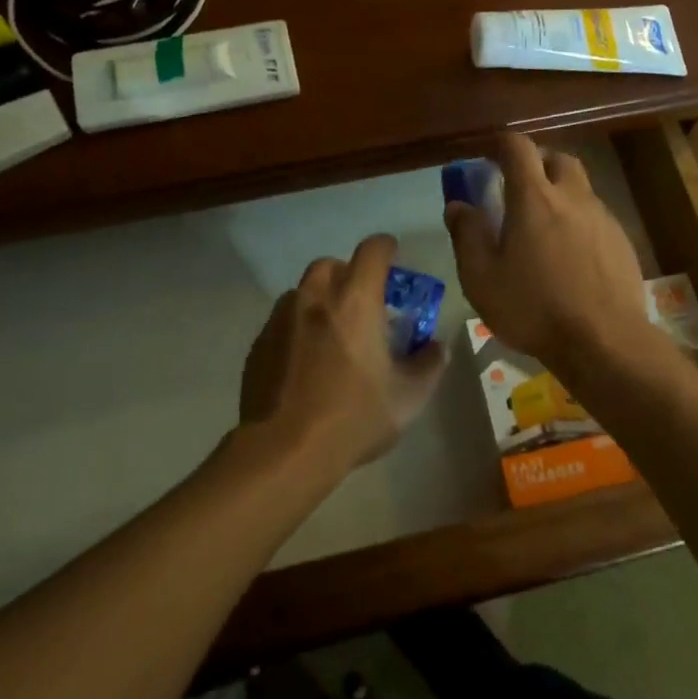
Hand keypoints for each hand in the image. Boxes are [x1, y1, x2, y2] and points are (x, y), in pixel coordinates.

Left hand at [239, 233, 446, 477]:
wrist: (285, 450)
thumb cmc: (354, 417)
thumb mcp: (408, 397)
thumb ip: (429, 364)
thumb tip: (437, 347)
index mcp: (355, 301)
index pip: (372, 250)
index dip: (386, 248)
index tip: (394, 258)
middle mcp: (315, 298)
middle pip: (331, 264)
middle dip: (349, 273)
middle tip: (363, 302)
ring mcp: (281, 319)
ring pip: (302, 291)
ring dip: (320, 300)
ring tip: (332, 332)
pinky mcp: (259, 344)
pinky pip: (282, 321)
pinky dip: (298, 328)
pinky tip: (306, 362)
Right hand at [445, 133, 650, 376]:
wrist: (604, 341)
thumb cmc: (534, 308)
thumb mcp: (481, 278)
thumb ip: (467, 235)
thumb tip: (458, 205)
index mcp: (534, 198)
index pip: (518, 147)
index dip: (502, 143)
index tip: (489, 154)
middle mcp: (573, 197)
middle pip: (557, 159)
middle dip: (537, 163)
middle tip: (519, 188)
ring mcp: (603, 218)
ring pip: (580, 188)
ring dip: (560, 194)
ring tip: (544, 228)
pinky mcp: (622, 241)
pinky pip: (597, 217)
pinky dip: (579, 222)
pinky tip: (571, 256)